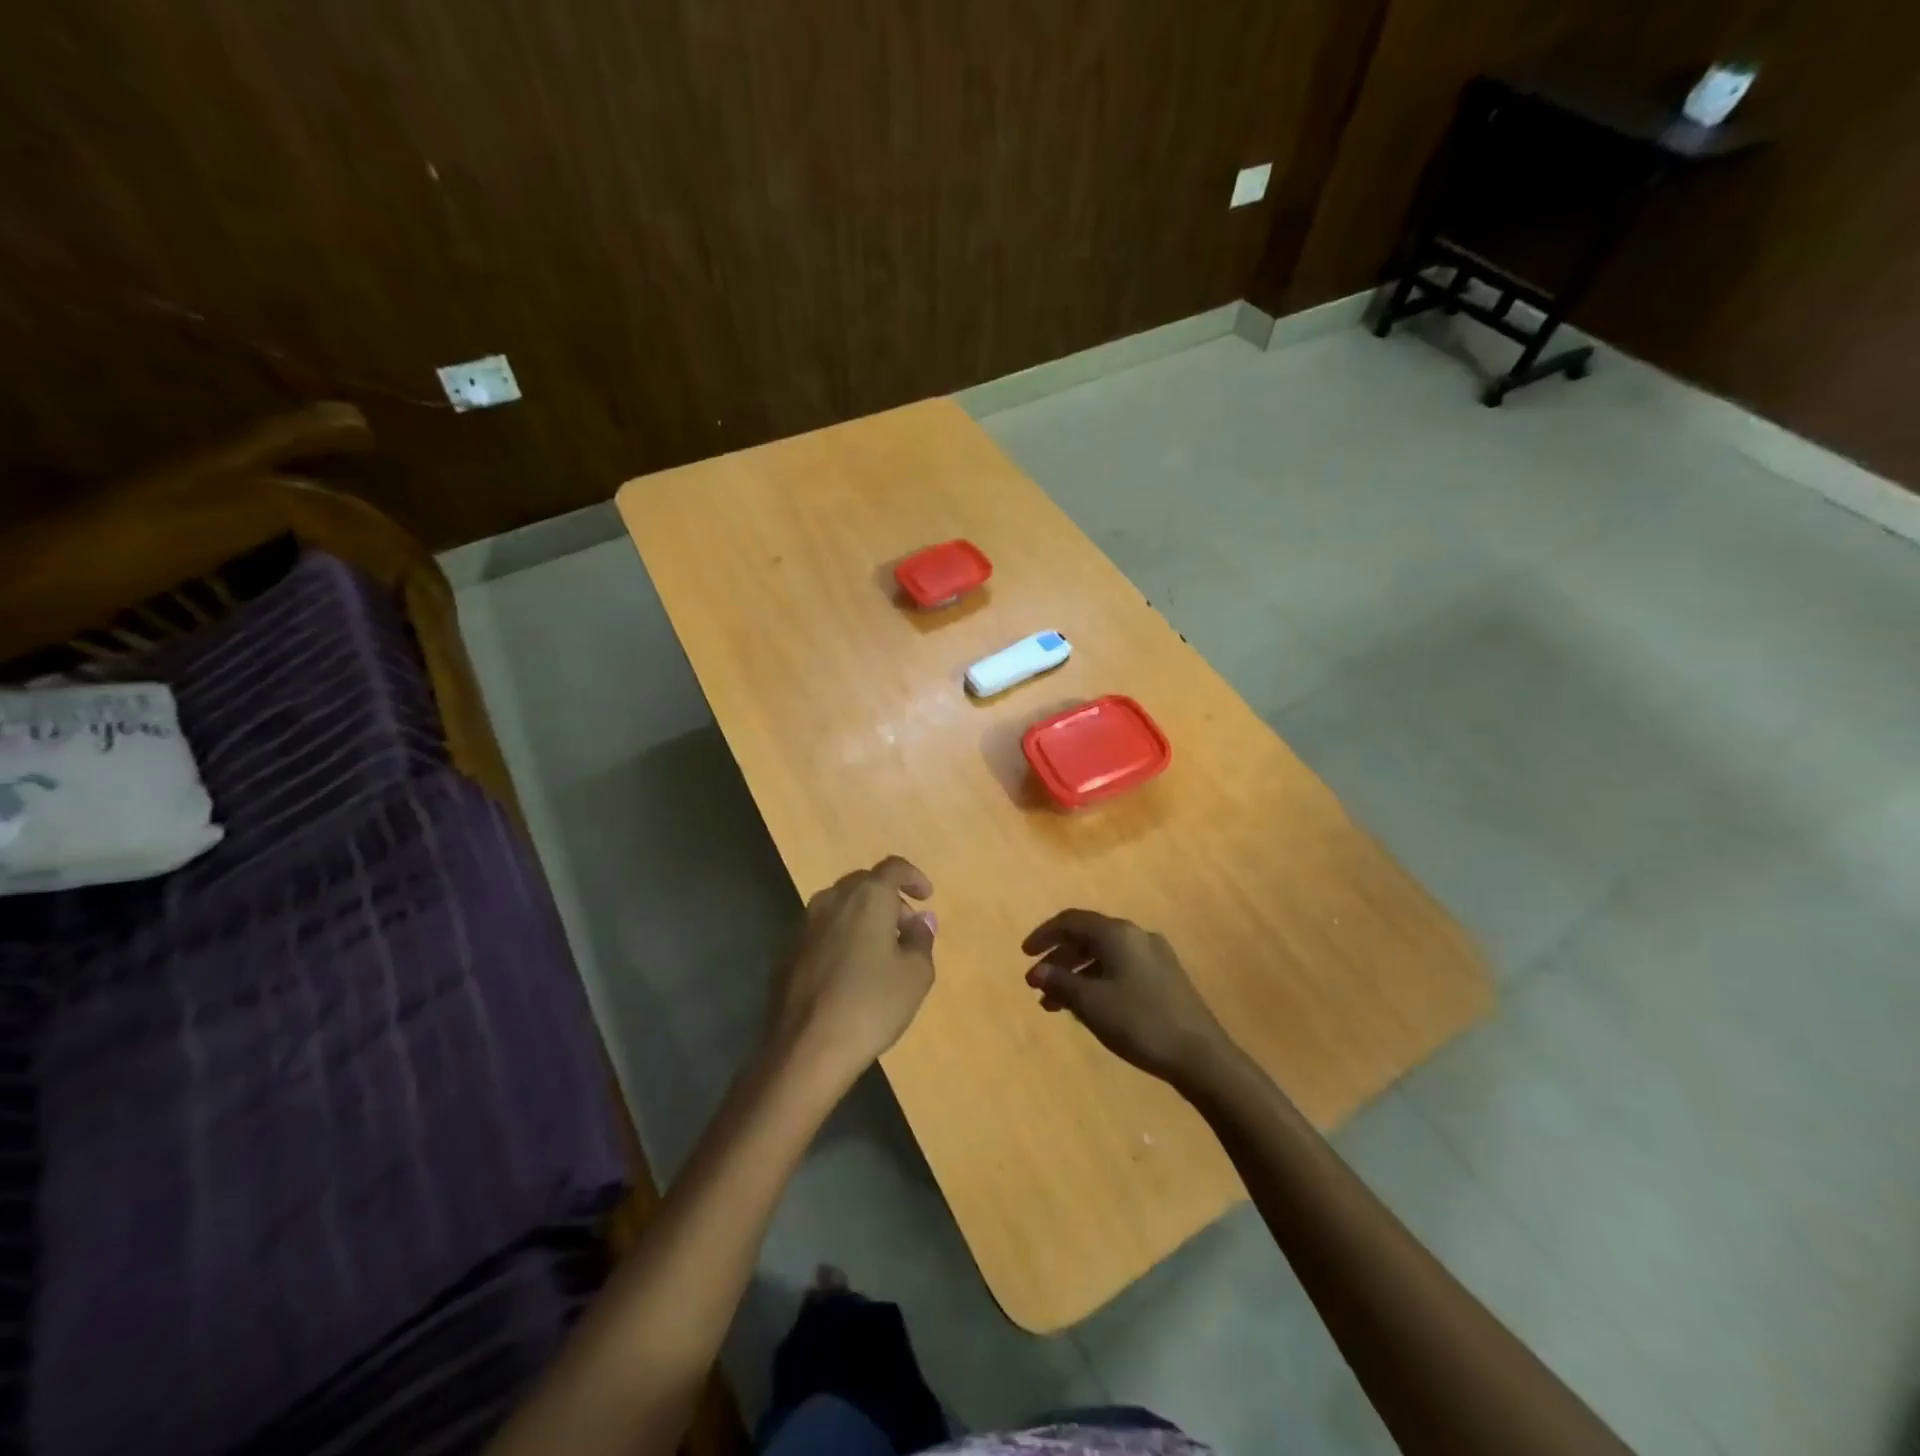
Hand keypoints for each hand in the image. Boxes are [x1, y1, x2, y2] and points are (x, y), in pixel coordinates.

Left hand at [767, 856, 935, 1087]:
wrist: (805, 1048)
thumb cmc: (871, 1004)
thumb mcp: (916, 974)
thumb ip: (922, 939)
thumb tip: (920, 920)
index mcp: (867, 896)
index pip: (893, 868)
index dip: (913, 877)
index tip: (926, 896)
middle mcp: (832, 900)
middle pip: (864, 884)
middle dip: (889, 900)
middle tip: (907, 929)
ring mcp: (804, 925)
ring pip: (840, 907)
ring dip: (863, 918)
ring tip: (880, 952)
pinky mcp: (787, 951)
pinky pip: (822, 931)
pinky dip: (841, 938)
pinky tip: (850, 971)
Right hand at [1022, 910, 1232, 1084]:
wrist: (1201, 1056)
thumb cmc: (1140, 1022)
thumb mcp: (1091, 1003)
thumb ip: (1060, 982)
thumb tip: (1036, 971)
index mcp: (1117, 934)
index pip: (1071, 921)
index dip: (1044, 935)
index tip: (1025, 955)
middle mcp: (1136, 935)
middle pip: (1088, 937)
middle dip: (1059, 959)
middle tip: (1037, 985)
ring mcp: (1154, 956)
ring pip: (1104, 956)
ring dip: (1077, 975)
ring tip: (1056, 1006)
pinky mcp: (1165, 977)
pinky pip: (1120, 968)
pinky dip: (1098, 981)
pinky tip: (1089, 1008)